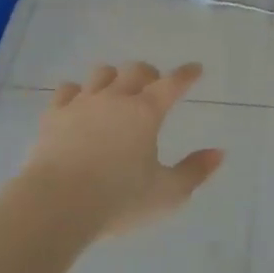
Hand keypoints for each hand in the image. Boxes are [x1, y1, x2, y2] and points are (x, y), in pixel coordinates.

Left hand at [21, 62, 222, 236]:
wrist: (57, 204)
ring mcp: (82, 103)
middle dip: (149, 74)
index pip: (172, 84)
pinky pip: (67, 90)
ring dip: (113, 78)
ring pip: (101, 74)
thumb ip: (195, 171)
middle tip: (153, 85)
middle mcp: (115, 98)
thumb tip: (219, 153)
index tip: (195, 69)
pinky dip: (77, 92)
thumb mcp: (166, 194)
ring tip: (116, 91)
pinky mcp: (54, 114)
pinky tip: (79, 102)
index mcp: (146, 112)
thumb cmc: (118, 200)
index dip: (186, 75)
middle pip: (135, 71)